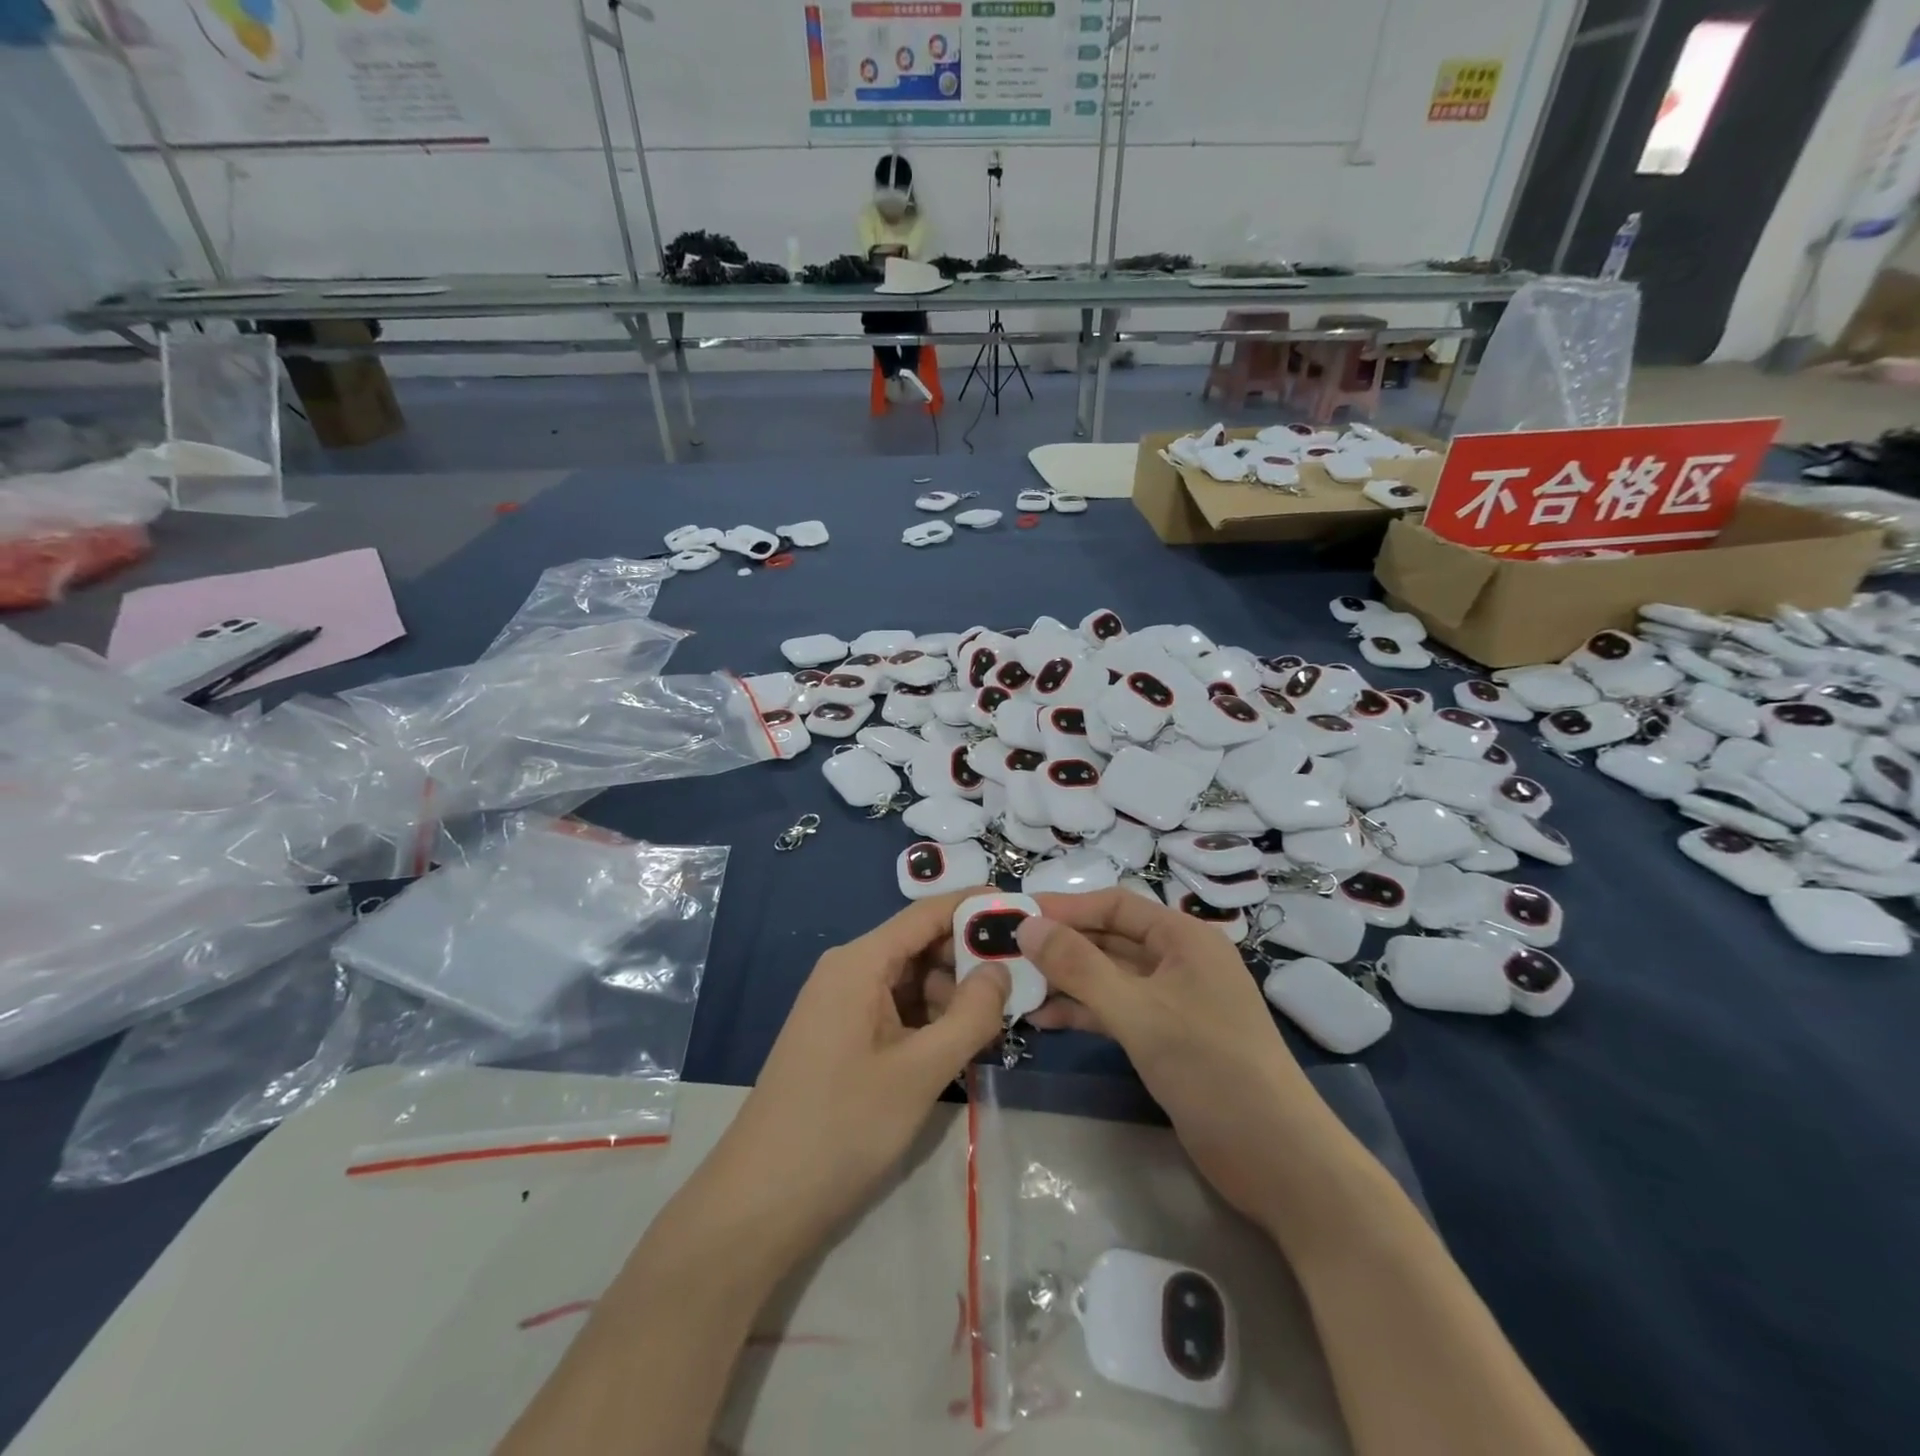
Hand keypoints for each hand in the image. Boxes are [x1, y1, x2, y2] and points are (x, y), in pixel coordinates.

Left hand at [699, 890, 1009, 1262]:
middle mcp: (848, 970)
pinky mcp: (841, 1036)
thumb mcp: (920, 1071)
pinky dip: (929, 1020)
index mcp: (860, 962)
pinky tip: (959, 1045)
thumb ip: (970, 1015)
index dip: (974, 906)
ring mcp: (841, 1004)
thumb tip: (1001, 968)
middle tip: (1021, 983)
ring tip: (996, 1023)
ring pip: (910, 981)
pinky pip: (894, 1010)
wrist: (761, 1201)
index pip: (927, 913)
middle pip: (919, 945)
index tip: (1023, 911)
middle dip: (968, 960)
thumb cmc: (843, 1126)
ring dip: (952, 995)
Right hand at [1008, 890, 1334, 1222]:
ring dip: (1066, 981)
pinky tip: (1044, 1020)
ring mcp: (1173, 1002)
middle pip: (1110, 939)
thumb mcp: (1138, 1012)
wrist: (1279, 1160)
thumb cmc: (1212, 1068)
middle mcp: (1179, 961)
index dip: (1065, 907)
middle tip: (1005, 953)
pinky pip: (1116, 1011)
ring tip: (1015, 988)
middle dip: (1060, 946)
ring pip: (1109, 978)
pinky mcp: (1167, 1039)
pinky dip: (1083, 1012)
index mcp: (1184, 937)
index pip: (1115, 905)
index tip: (1016, 916)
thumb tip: (1027, 925)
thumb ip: (1079, 967)